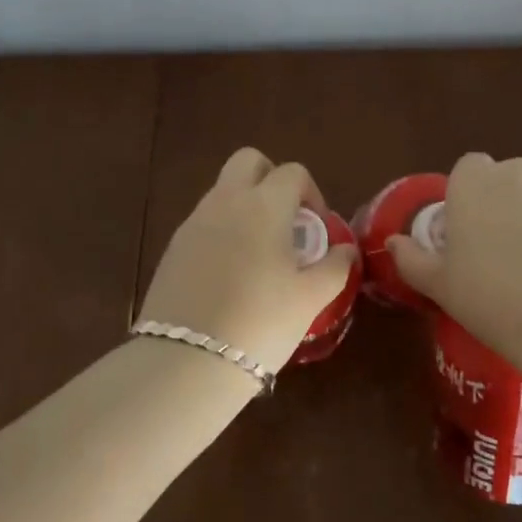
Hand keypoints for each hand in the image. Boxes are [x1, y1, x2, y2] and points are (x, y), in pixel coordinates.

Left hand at [137, 148, 358, 374]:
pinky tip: (230, 272)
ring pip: (223, 190)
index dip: (311, 192)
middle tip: (286, 220)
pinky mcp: (173, 247)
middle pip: (248, 161)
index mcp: (264, 205)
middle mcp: (226, 201)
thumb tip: (347, 250)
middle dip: (271, 178)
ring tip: (259, 251)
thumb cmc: (261, 321)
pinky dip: (222, 229)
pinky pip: (204, 220)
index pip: (292, 172)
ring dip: (244, 205)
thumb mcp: (311, 298)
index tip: (316, 227)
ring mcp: (194, 222)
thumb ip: (335, 267)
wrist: (188, 359)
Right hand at [388, 152, 521, 371]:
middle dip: (504, 205)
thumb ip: (412, 259)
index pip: (467, 170)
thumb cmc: (493, 297)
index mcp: (473, 182)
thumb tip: (393, 243)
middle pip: (506, 181)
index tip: (469, 235)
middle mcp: (517, 172)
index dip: (468, 199)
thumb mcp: (440, 285)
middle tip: (502, 252)